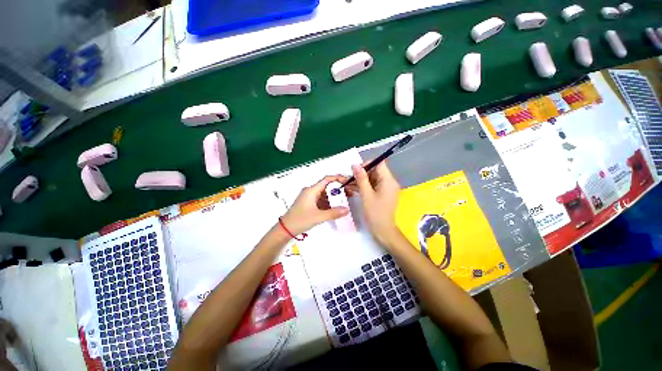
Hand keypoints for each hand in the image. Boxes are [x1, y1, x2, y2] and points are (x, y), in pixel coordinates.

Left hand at [280, 175, 349, 236]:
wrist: (285, 229)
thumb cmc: (300, 220)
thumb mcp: (318, 217)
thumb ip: (333, 213)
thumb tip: (347, 210)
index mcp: (311, 190)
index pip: (327, 180)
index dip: (338, 178)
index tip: (348, 181)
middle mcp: (311, 191)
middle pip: (327, 186)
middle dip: (338, 189)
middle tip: (350, 192)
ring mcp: (310, 198)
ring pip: (325, 194)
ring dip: (334, 196)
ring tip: (346, 199)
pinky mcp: (310, 204)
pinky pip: (322, 200)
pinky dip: (330, 202)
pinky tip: (337, 206)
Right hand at [348, 162, 401, 245]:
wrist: (383, 231)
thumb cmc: (375, 213)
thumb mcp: (366, 194)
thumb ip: (361, 178)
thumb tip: (355, 164)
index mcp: (388, 180)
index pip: (379, 163)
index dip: (367, 164)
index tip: (355, 170)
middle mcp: (389, 182)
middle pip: (375, 171)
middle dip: (362, 173)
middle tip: (349, 179)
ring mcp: (386, 189)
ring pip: (372, 179)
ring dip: (361, 180)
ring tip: (348, 184)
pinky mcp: (382, 194)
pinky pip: (373, 186)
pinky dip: (364, 186)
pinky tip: (353, 189)